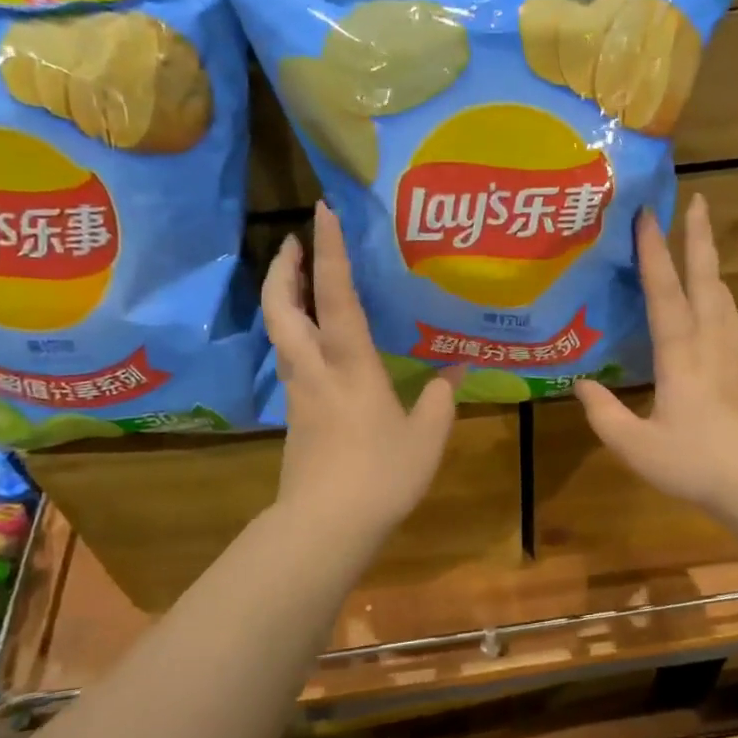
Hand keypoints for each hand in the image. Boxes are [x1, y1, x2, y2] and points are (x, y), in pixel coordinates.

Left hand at [261, 202, 460, 534]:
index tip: (320, 211)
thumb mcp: (426, 437)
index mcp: (350, 363)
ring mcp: (300, 392)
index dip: (327, 250)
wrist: (325, 525)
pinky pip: (291, 358)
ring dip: (283, 297)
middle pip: (282, 307)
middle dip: (283, 268)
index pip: (334, 295)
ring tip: (299, 280)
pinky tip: (317, 341)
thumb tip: (458, 369)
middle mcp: (316, 368)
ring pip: (280, 332)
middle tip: (293, 241)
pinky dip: (295, 333)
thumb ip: (441, 398)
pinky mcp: (296, 415)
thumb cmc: (381, 475)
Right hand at [575, 195, 737, 522]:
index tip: (647, 215)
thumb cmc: (695, 463)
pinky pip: (731, 318)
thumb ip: (604, 414)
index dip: (654, 253)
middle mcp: (711, 343)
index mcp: (681, 355)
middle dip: (700, 238)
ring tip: (702, 244)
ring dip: (711, 263)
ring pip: (724, 296)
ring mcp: (735, 355)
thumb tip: (580, 384)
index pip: (665, 293)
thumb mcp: (636, 446)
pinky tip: (716, 302)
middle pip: (706, 280)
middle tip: (698, 200)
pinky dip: (720, 295)